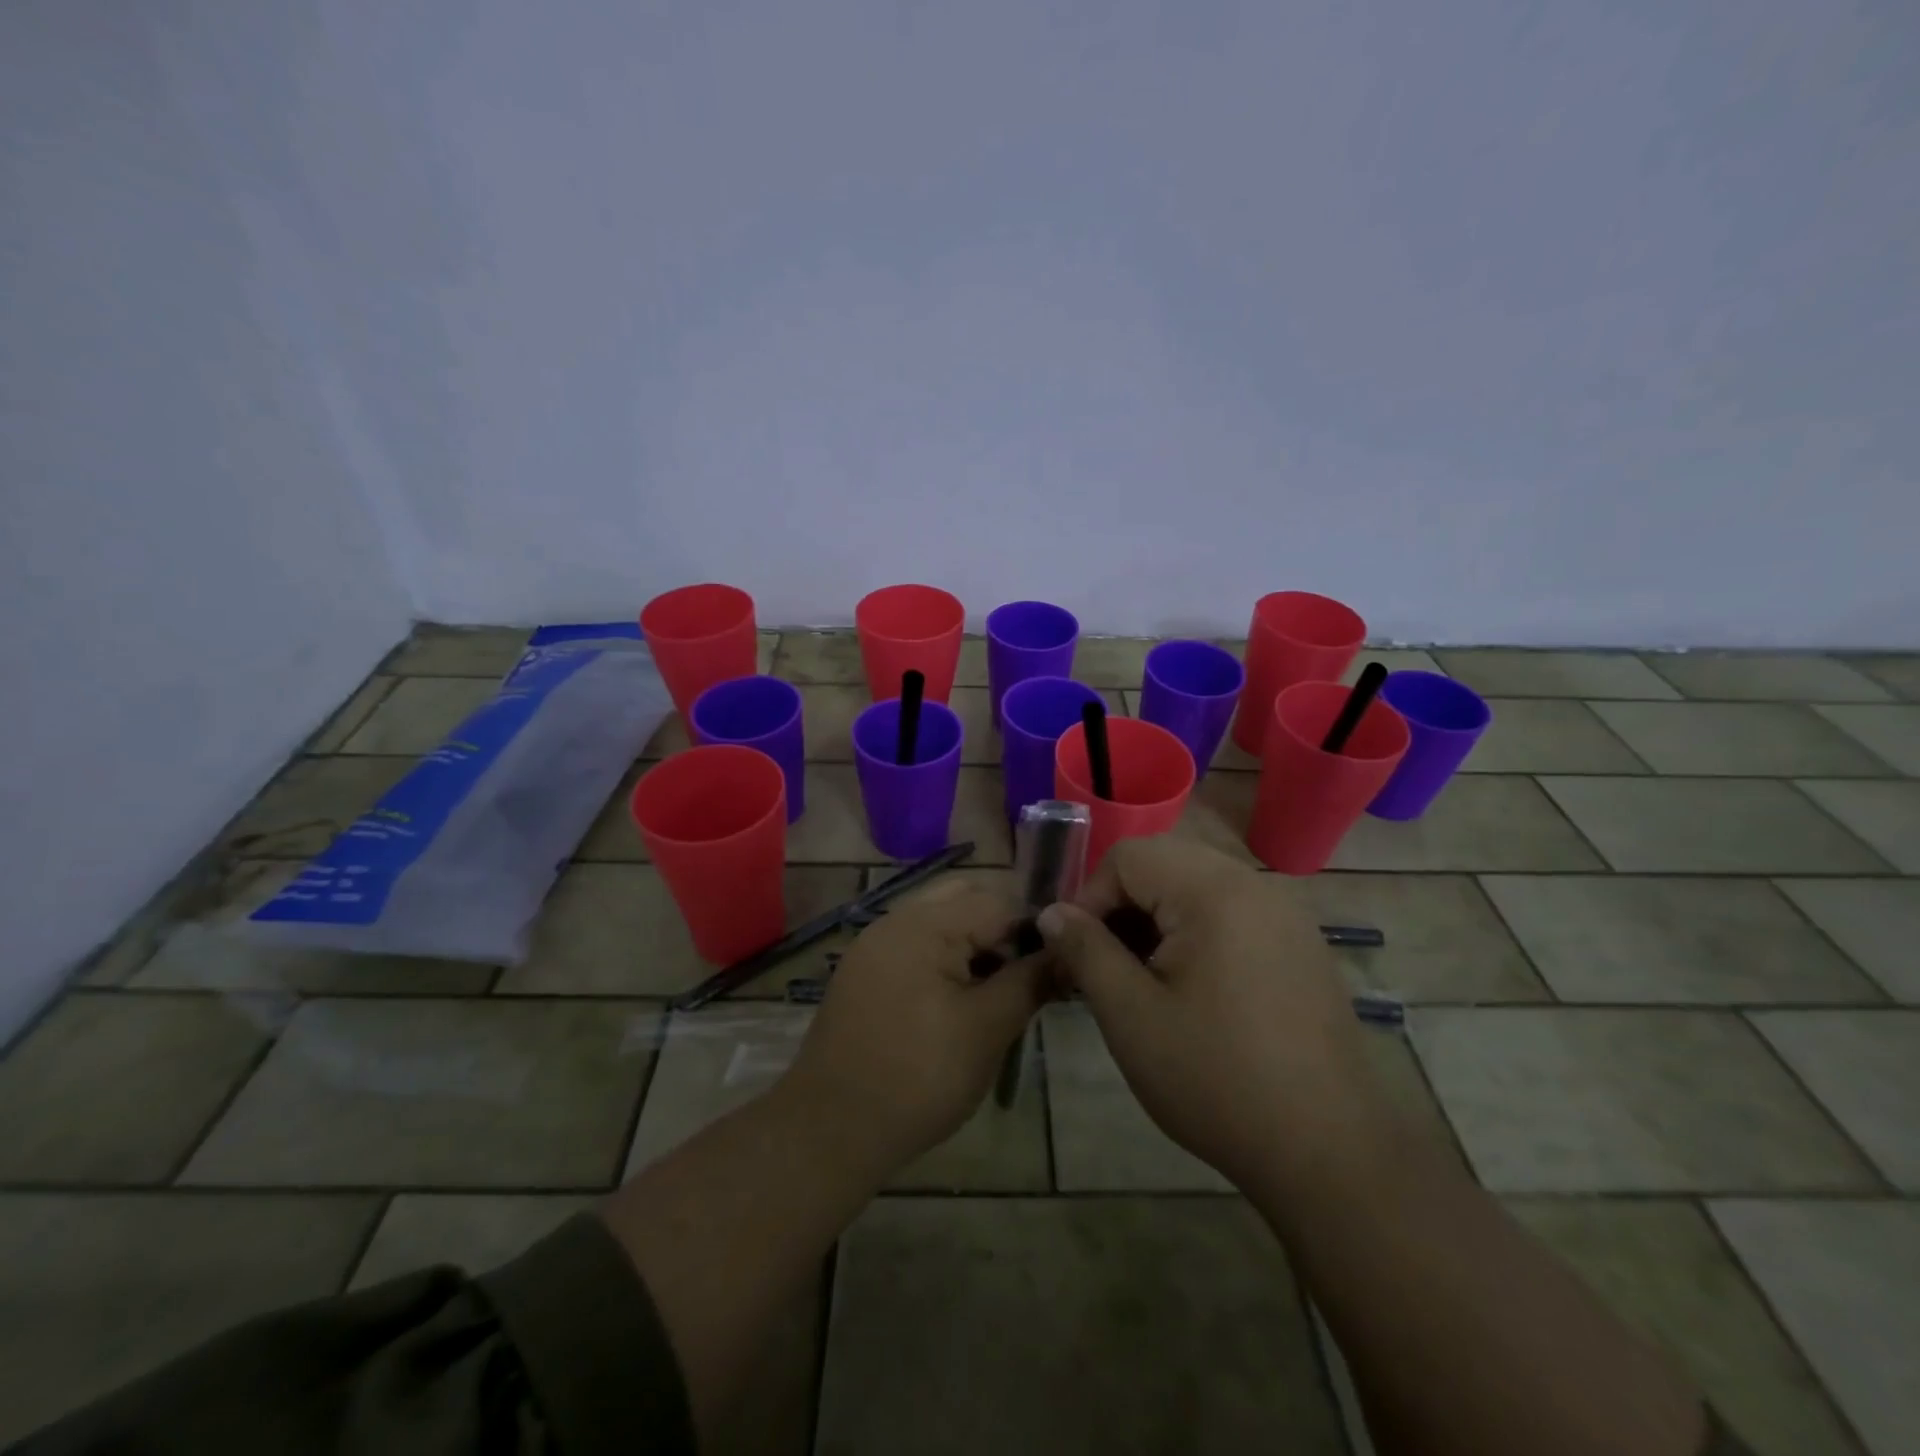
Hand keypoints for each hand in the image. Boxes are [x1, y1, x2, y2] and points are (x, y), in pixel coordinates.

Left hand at [783, 880, 1047, 1175]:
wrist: (830, 1130)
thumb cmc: (918, 1077)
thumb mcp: (988, 1029)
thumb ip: (1031, 981)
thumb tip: (1068, 951)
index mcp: (924, 924)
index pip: (997, 901)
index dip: (1035, 930)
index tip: (1059, 966)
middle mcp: (895, 920)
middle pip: (965, 898)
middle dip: (1002, 929)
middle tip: (1026, 975)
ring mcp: (874, 945)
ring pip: (940, 921)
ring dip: (975, 944)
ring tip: (997, 992)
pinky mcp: (864, 972)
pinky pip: (916, 945)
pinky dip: (946, 958)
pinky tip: (960, 1002)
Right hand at [1039, 838, 1387, 1194]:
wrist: (1331, 1152)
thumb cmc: (1216, 1080)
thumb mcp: (1130, 1015)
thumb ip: (1085, 951)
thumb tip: (1052, 912)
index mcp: (1213, 891)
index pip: (1128, 856)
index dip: (1089, 897)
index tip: (1077, 953)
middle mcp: (1255, 884)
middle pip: (1164, 863)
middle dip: (1123, 905)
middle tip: (1107, 964)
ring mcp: (1285, 913)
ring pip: (1196, 885)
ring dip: (1157, 918)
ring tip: (1143, 978)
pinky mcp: (1300, 943)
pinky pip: (1231, 911)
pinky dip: (1196, 930)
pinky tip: (1192, 988)